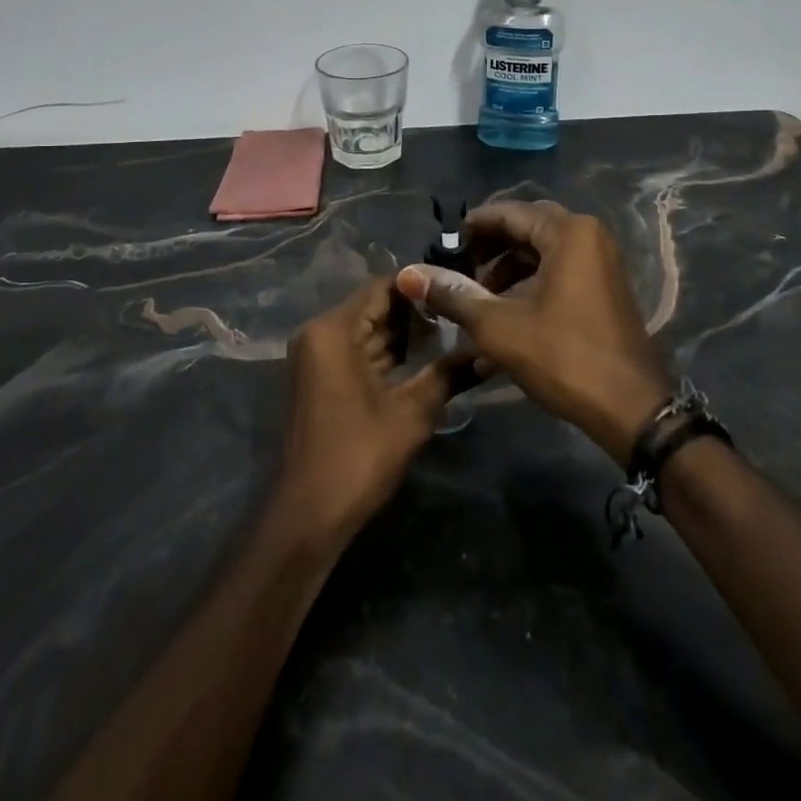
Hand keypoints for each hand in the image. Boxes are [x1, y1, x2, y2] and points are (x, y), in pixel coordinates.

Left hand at [274, 279, 469, 546]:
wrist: (309, 514)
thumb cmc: (359, 456)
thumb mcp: (412, 412)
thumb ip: (450, 374)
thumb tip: (491, 353)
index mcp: (333, 331)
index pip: (382, 288)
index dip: (420, 287)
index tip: (458, 290)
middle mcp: (319, 333)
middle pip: (374, 307)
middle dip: (416, 311)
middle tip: (461, 312)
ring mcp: (316, 356)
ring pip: (367, 330)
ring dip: (404, 333)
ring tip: (452, 332)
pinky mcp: (320, 378)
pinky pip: (357, 350)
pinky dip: (386, 353)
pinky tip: (423, 358)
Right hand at [397, 200, 671, 465]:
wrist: (631, 409)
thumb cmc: (563, 357)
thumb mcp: (499, 326)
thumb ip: (454, 295)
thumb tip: (410, 274)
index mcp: (568, 233)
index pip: (508, 213)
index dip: (471, 228)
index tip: (441, 246)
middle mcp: (589, 236)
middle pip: (526, 229)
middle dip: (489, 248)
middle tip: (458, 269)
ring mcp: (602, 262)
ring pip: (542, 252)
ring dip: (507, 269)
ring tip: (477, 297)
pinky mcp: (605, 287)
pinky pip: (560, 270)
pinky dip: (530, 284)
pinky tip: (505, 314)